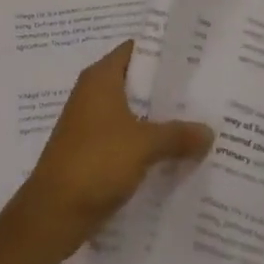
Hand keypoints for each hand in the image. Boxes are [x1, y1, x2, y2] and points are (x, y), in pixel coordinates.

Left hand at [18, 40, 213, 258]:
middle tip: (203, 94)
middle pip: (135, 82)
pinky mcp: (91, 151)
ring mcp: (90, 124)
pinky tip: (173, 156)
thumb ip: (178, 134)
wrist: (53, 212)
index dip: (162, 52)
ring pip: (132, 113)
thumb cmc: (96, 162)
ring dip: (158, 120)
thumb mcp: (144, 145)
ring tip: (196, 125)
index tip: (193, 60)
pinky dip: (145, 144)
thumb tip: (209, 131)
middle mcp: (93, 93)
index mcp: (100, 78)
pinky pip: (125, 138)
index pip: (135, 50)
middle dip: (166, 91)